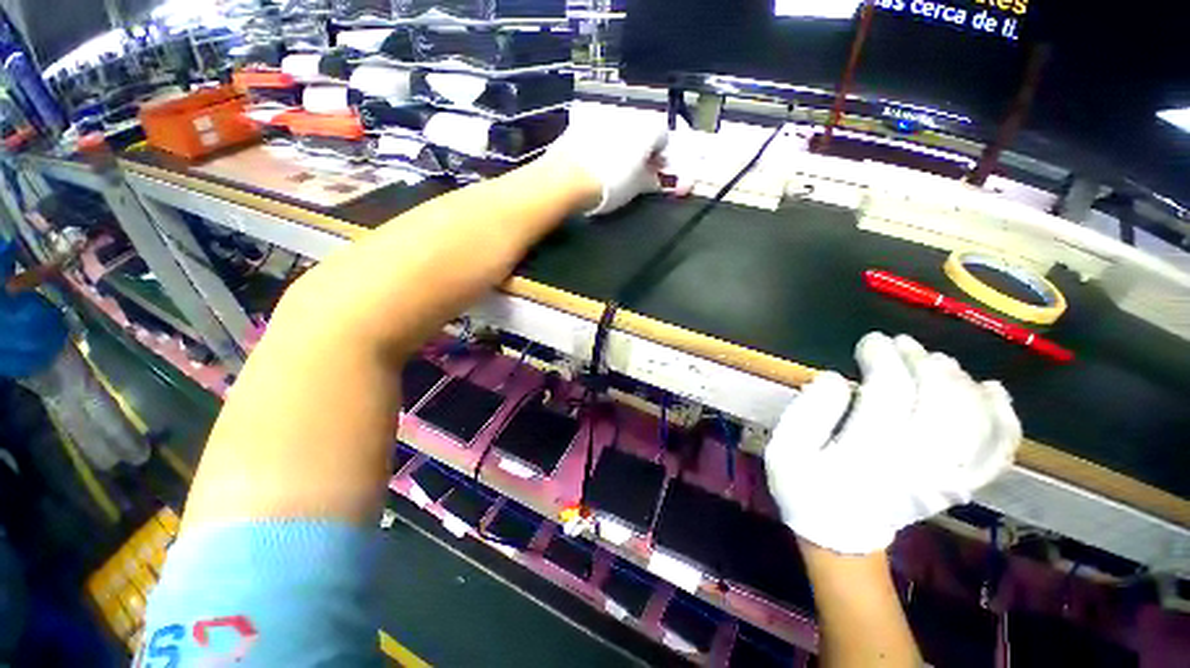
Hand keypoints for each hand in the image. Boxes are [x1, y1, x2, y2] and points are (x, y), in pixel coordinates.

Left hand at [545, 108, 669, 215]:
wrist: (567, 180)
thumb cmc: (610, 185)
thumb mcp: (637, 187)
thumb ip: (651, 178)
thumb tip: (655, 176)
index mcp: (649, 125)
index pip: (664, 136)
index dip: (660, 155)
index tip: (654, 170)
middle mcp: (629, 111)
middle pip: (640, 127)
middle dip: (640, 146)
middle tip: (634, 169)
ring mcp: (602, 112)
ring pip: (618, 126)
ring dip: (619, 141)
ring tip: (612, 165)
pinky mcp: (580, 119)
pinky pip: (597, 129)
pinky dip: (600, 141)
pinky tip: (594, 160)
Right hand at [764, 333, 1020, 554]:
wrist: (839, 535)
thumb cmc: (805, 488)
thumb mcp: (785, 450)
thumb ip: (806, 412)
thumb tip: (835, 378)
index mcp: (868, 454)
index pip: (890, 392)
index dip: (883, 358)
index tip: (870, 341)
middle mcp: (918, 464)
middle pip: (940, 400)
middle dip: (922, 362)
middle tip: (901, 344)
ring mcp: (947, 476)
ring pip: (975, 420)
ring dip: (958, 380)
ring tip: (934, 360)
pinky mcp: (961, 483)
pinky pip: (998, 451)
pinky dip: (1004, 419)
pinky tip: (992, 391)